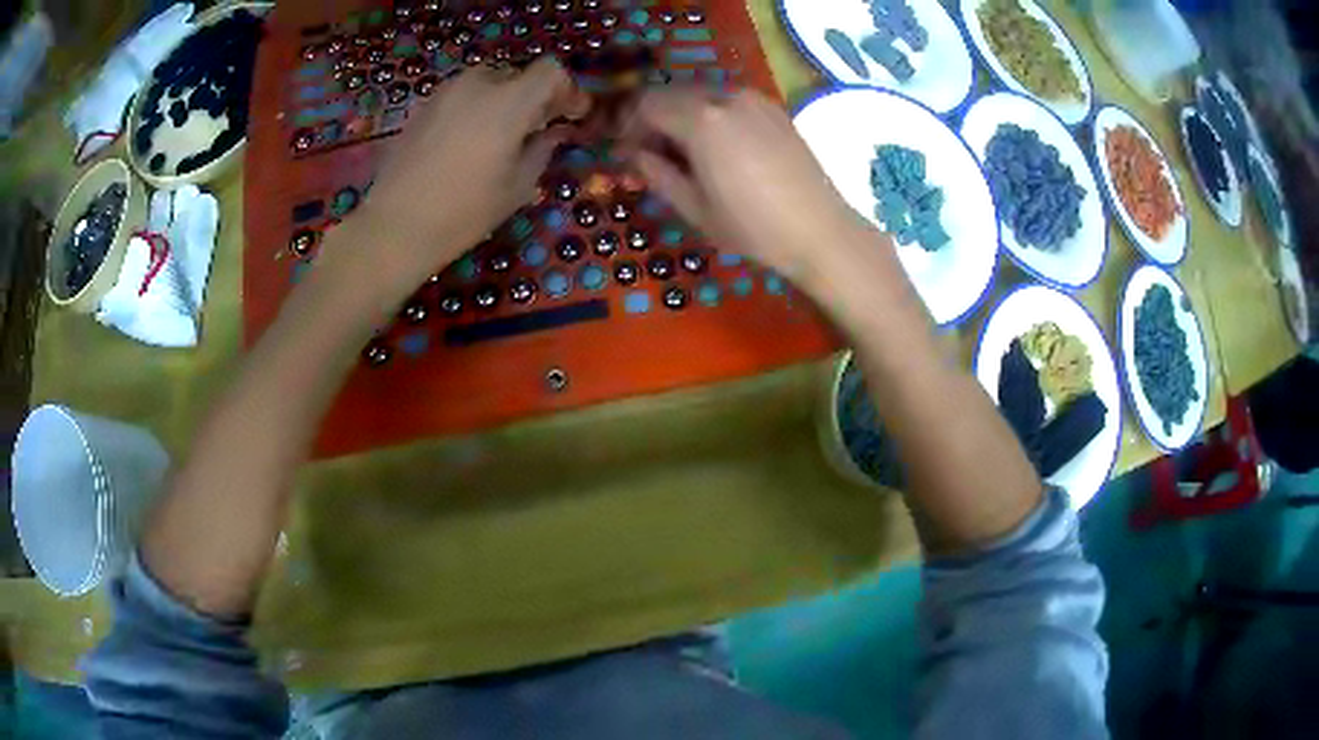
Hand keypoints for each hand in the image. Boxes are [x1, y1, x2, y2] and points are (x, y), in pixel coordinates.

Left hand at [351, 58, 589, 295]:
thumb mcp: (517, 187)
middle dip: (535, 97)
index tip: (571, 116)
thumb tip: (554, 132)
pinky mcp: (424, 107)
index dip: (567, 89)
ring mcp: (446, 92)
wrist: (395, 226)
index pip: (551, 71)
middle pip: (519, 75)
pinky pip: (462, 95)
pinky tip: (470, 141)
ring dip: (504, 100)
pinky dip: (477, 108)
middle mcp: (479, 85)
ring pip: (488, 82)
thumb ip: (542, 150)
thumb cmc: (464, 212)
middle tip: (538, 128)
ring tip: (502, 135)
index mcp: (509, 102)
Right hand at [619, 87, 868, 280]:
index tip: (626, 154)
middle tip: (650, 155)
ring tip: (685, 155)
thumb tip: (634, 155)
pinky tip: (719, 148)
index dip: (628, 127)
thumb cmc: (753, 227)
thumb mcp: (695, 208)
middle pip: (672, 94)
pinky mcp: (774, 109)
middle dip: (653, 119)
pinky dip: (711, 116)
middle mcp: (726, 97)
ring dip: (682, 117)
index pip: (647, 105)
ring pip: (701, 95)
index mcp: (701, 120)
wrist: (820, 231)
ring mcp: (754, 99)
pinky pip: (729, 101)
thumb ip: (657, 174)